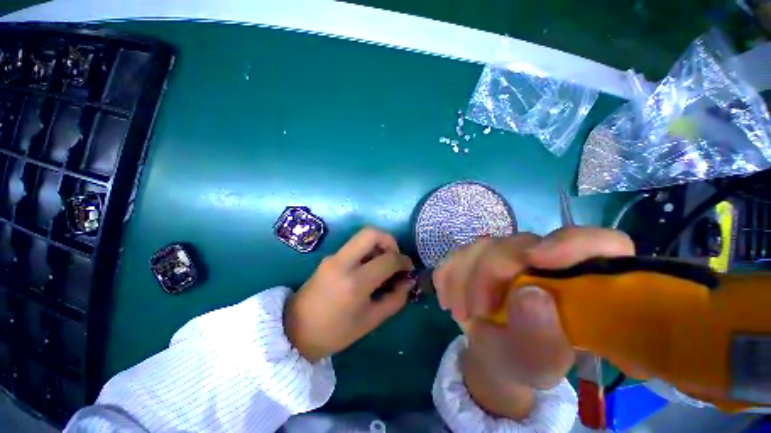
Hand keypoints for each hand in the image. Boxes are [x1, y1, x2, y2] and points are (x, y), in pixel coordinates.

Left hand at [285, 228, 415, 361]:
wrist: (295, 331)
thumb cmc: (335, 333)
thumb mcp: (371, 321)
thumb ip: (395, 299)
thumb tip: (408, 280)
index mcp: (355, 282)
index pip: (388, 259)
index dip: (403, 261)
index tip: (408, 268)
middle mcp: (343, 263)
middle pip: (372, 233)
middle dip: (390, 241)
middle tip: (395, 257)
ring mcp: (333, 257)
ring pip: (362, 237)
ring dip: (378, 245)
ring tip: (383, 265)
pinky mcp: (329, 257)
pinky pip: (354, 246)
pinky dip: (367, 251)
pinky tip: (369, 268)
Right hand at [434, 227, 633, 417]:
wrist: (491, 350)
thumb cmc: (524, 359)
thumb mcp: (537, 363)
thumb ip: (541, 338)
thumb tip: (530, 295)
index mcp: (580, 282)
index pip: (597, 244)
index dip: (571, 244)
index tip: (536, 260)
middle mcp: (545, 258)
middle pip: (519, 244)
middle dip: (489, 273)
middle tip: (475, 311)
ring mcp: (508, 253)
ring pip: (483, 246)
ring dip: (463, 279)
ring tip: (459, 313)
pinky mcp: (480, 255)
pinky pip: (458, 253)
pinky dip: (448, 275)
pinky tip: (448, 298)